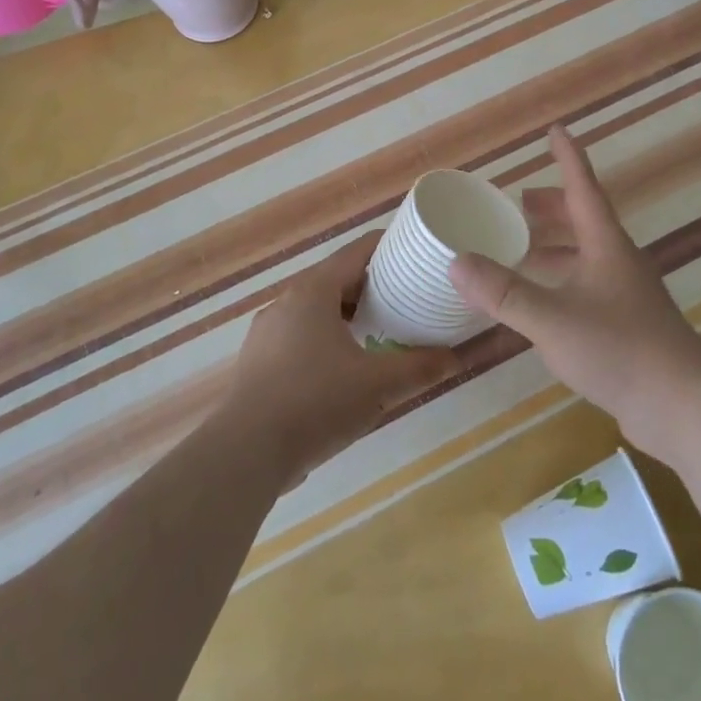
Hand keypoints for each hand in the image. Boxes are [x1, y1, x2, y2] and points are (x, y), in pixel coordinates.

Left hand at [221, 232, 458, 484]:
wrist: (245, 452)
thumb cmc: (316, 402)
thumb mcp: (377, 384)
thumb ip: (419, 368)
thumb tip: (455, 358)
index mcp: (314, 291)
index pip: (356, 252)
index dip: (388, 248)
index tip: (415, 255)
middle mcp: (287, 301)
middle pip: (336, 279)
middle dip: (371, 286)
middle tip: (407, 298)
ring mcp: (267, 331)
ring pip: (316, 309)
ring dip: (347, 315)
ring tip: (379, 332)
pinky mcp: (257, 361)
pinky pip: (299, 335)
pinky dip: (325, 338)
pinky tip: (342, 368)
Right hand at [450, 126, 700, 460]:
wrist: (684, 406)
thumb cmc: (620, 349)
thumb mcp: (552, 320)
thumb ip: (504, 293)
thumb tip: (456, 261)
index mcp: (606, 245)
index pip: (583, 188)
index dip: (568, 158)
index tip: (556, 130)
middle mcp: (619, 261)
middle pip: (584, 220)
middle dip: (551, 207)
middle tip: (517, 205)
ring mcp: (627, 294)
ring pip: (586, 255)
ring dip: (555, 246)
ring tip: (522, 251)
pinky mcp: (629, 324)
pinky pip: (588, 285)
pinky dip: (562, 280)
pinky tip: (544, 303)